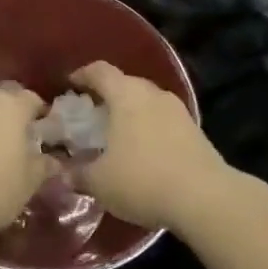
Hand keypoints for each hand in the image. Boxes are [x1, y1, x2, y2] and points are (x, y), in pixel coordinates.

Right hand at [69, 61, 230, 230]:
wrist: (205, 198)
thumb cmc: (142, 180)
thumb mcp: (98, 182)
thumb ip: (76, 173)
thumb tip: (62, 172)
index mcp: (126, 95)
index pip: (100, 71)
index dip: (82, 75)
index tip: (69, 85)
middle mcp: (153, 94)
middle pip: (125, 84)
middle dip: (106, 97)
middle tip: (90, 117)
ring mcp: (178, 111)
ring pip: (147, 103)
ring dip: (130, 115)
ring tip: (116, 137)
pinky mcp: (196, 131)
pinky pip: (163, 122)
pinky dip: (149, 130)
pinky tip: (142, 154)